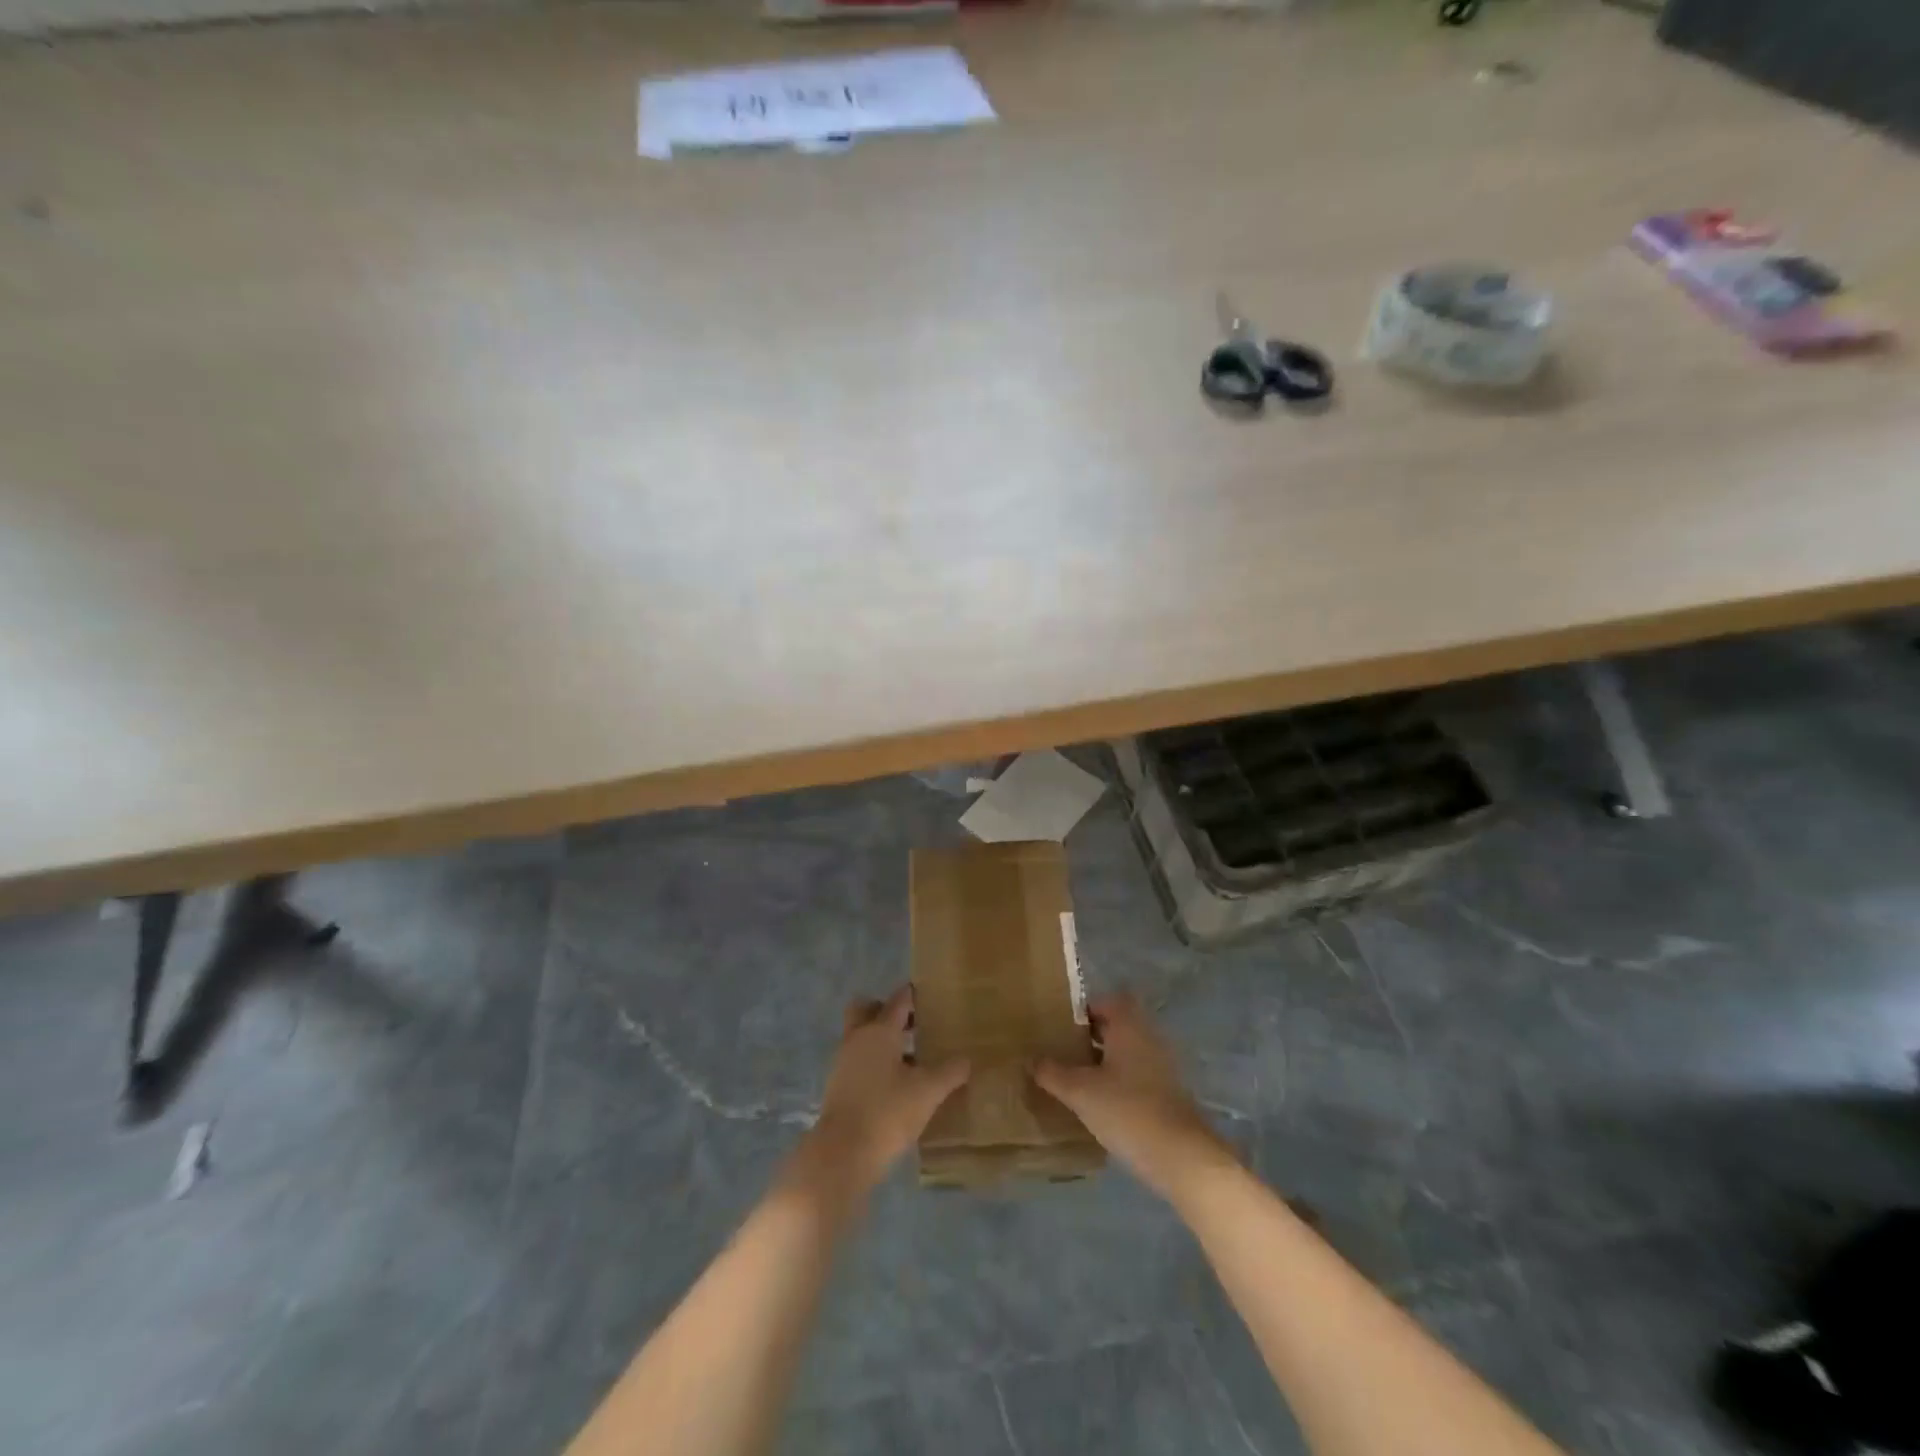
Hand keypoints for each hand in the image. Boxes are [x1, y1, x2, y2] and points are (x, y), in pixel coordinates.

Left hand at [798, 988, 969, 1198]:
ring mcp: (843, 1062)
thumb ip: (950, 1072)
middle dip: (885, 1011)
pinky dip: (873, 1063)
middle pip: (866, 1009)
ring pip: (861, 1036)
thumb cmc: (887, 1112)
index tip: (929, 995)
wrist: (842, 1153)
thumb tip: (967, 1059)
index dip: (913, 994)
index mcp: (879, 1030)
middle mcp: (857, 1038)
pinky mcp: (837, 1086)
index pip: (898, 1000)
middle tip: (912, 1024)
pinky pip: (857, 1061)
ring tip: (912, 1058)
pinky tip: (895, 1084)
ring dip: (881, 1040)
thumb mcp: (928, 1092)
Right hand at [1033, 994, 1238, 1202]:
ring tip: (1075, 1077)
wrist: (1182, 1158)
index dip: (1084, 1008)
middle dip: (1091, 1035)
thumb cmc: (1127, 1111)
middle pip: (1117, 1026)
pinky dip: (1119, 1081)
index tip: (1060, 1025)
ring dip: (1104, 1060)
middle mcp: (1149, 1038)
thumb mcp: (1080, 1092)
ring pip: (1127, 1052)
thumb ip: (1053, 1072)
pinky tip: (1099, 1103)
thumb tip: (1031, 1059)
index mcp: (1129, 1026)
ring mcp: (1163, 1067)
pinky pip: (1137, 1075)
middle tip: (1062, 1050)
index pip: (1107, 1001)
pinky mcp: (1168, 1094)